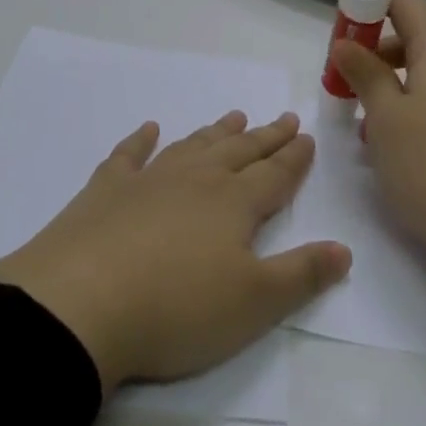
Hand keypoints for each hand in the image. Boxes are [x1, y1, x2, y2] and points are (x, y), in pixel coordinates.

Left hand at [0, 112, 350, 393]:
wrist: (80, 305)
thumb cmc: (177, 309)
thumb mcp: (254, 304)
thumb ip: (303, 274)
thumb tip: (345, 249)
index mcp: (235, 203)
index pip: (275, 174)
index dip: (294, 157)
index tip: (306, 136)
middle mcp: (197, 179)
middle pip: (239, 151)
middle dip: (265, 136)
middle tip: (283, 117)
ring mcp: (148, 180)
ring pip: (192, 146)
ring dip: (216, 132)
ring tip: (234, 116)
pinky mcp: (105, 191)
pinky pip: (128, 155)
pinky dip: (140, 140)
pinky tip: (147, 129)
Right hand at [330, 0, 425, 298]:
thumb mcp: (386, 118)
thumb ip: (364, 74)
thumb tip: (346, 42)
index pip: (407, 2)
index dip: (373, 1)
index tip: (343, 26)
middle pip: (413, 40)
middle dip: (372, 53)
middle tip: (341, 81)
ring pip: (421, 78)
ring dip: (387, 88)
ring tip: (360, 124)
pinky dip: (407, 112)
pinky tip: (389, 147)